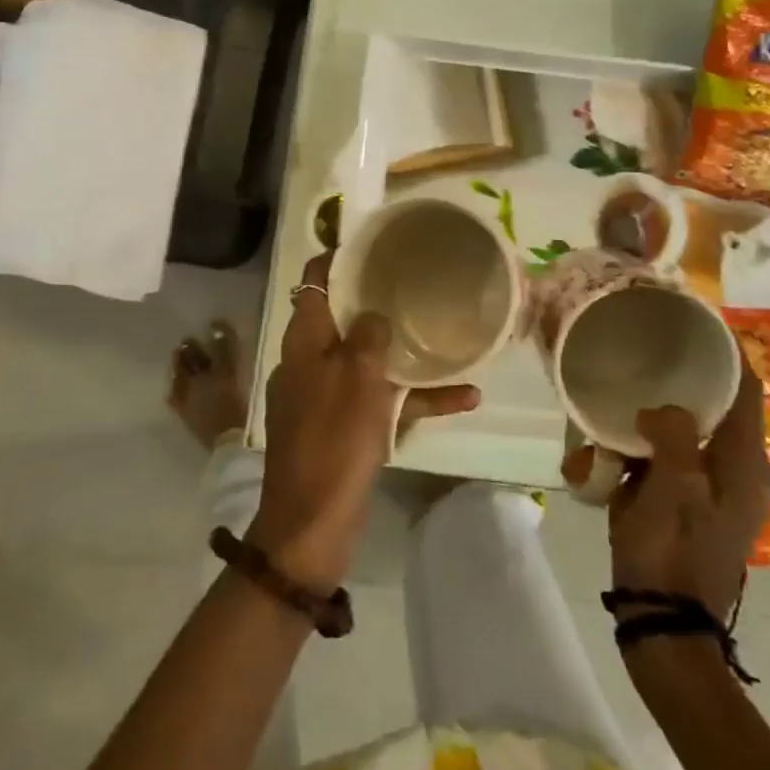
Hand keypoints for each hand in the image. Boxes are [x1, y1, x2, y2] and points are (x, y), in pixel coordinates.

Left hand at [250, 254, 479, 590]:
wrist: (312, 523)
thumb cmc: (334, 438)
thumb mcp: (357, 377)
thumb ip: (368, 335)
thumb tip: (373, 316)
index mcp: (304, 340)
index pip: (316, 282)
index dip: (339, 259)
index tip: (373, 245)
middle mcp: (311, 361)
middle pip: (344, 319)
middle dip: (379, 303)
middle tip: (418, 284)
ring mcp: (326, 397)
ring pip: (369, 362)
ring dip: (407, 356)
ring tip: (451, 341)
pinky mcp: (343, 429)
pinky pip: (380, 402)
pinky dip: (413, 399)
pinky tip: (465, 398)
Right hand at [607, 368, 769, 616]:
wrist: (662, 620)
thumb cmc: (671, 552)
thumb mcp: (671, 490)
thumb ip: (672, 437)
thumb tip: (659, 409)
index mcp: (744, 464)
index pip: (746, 392)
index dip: (729, 353)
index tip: (699, 319)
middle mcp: (735, 470)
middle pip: (718, 406)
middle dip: (688, 376)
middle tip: (651, 344)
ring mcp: (710, 487)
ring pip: (689, 429)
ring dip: (660, 412)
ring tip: (625, 388)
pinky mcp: (685, 499)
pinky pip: (668, 455)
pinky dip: (644, 442)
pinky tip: (610, 441)